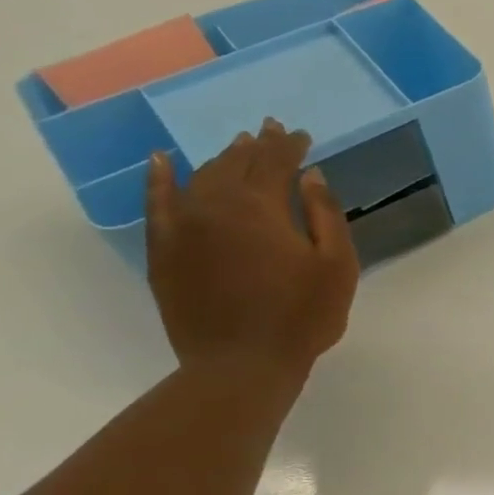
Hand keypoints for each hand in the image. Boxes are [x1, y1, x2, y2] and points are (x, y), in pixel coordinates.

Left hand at [144, 120, 358, 382]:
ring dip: (221, 158)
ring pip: (200, 177)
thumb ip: (324, 214)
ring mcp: (182, 227)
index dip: (291, 146)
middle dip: (257, 146)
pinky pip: (156, 203)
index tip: (303, 135)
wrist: (241, 364)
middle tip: (271, 131)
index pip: (276, 162)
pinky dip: (159, 178)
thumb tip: (311, 176)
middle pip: (236, 163)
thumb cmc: (302, 315)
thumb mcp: (337, 265)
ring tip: (238, 147)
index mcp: (260, 207)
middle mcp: (214, 206)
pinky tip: (162, 161)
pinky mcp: (163, 250)